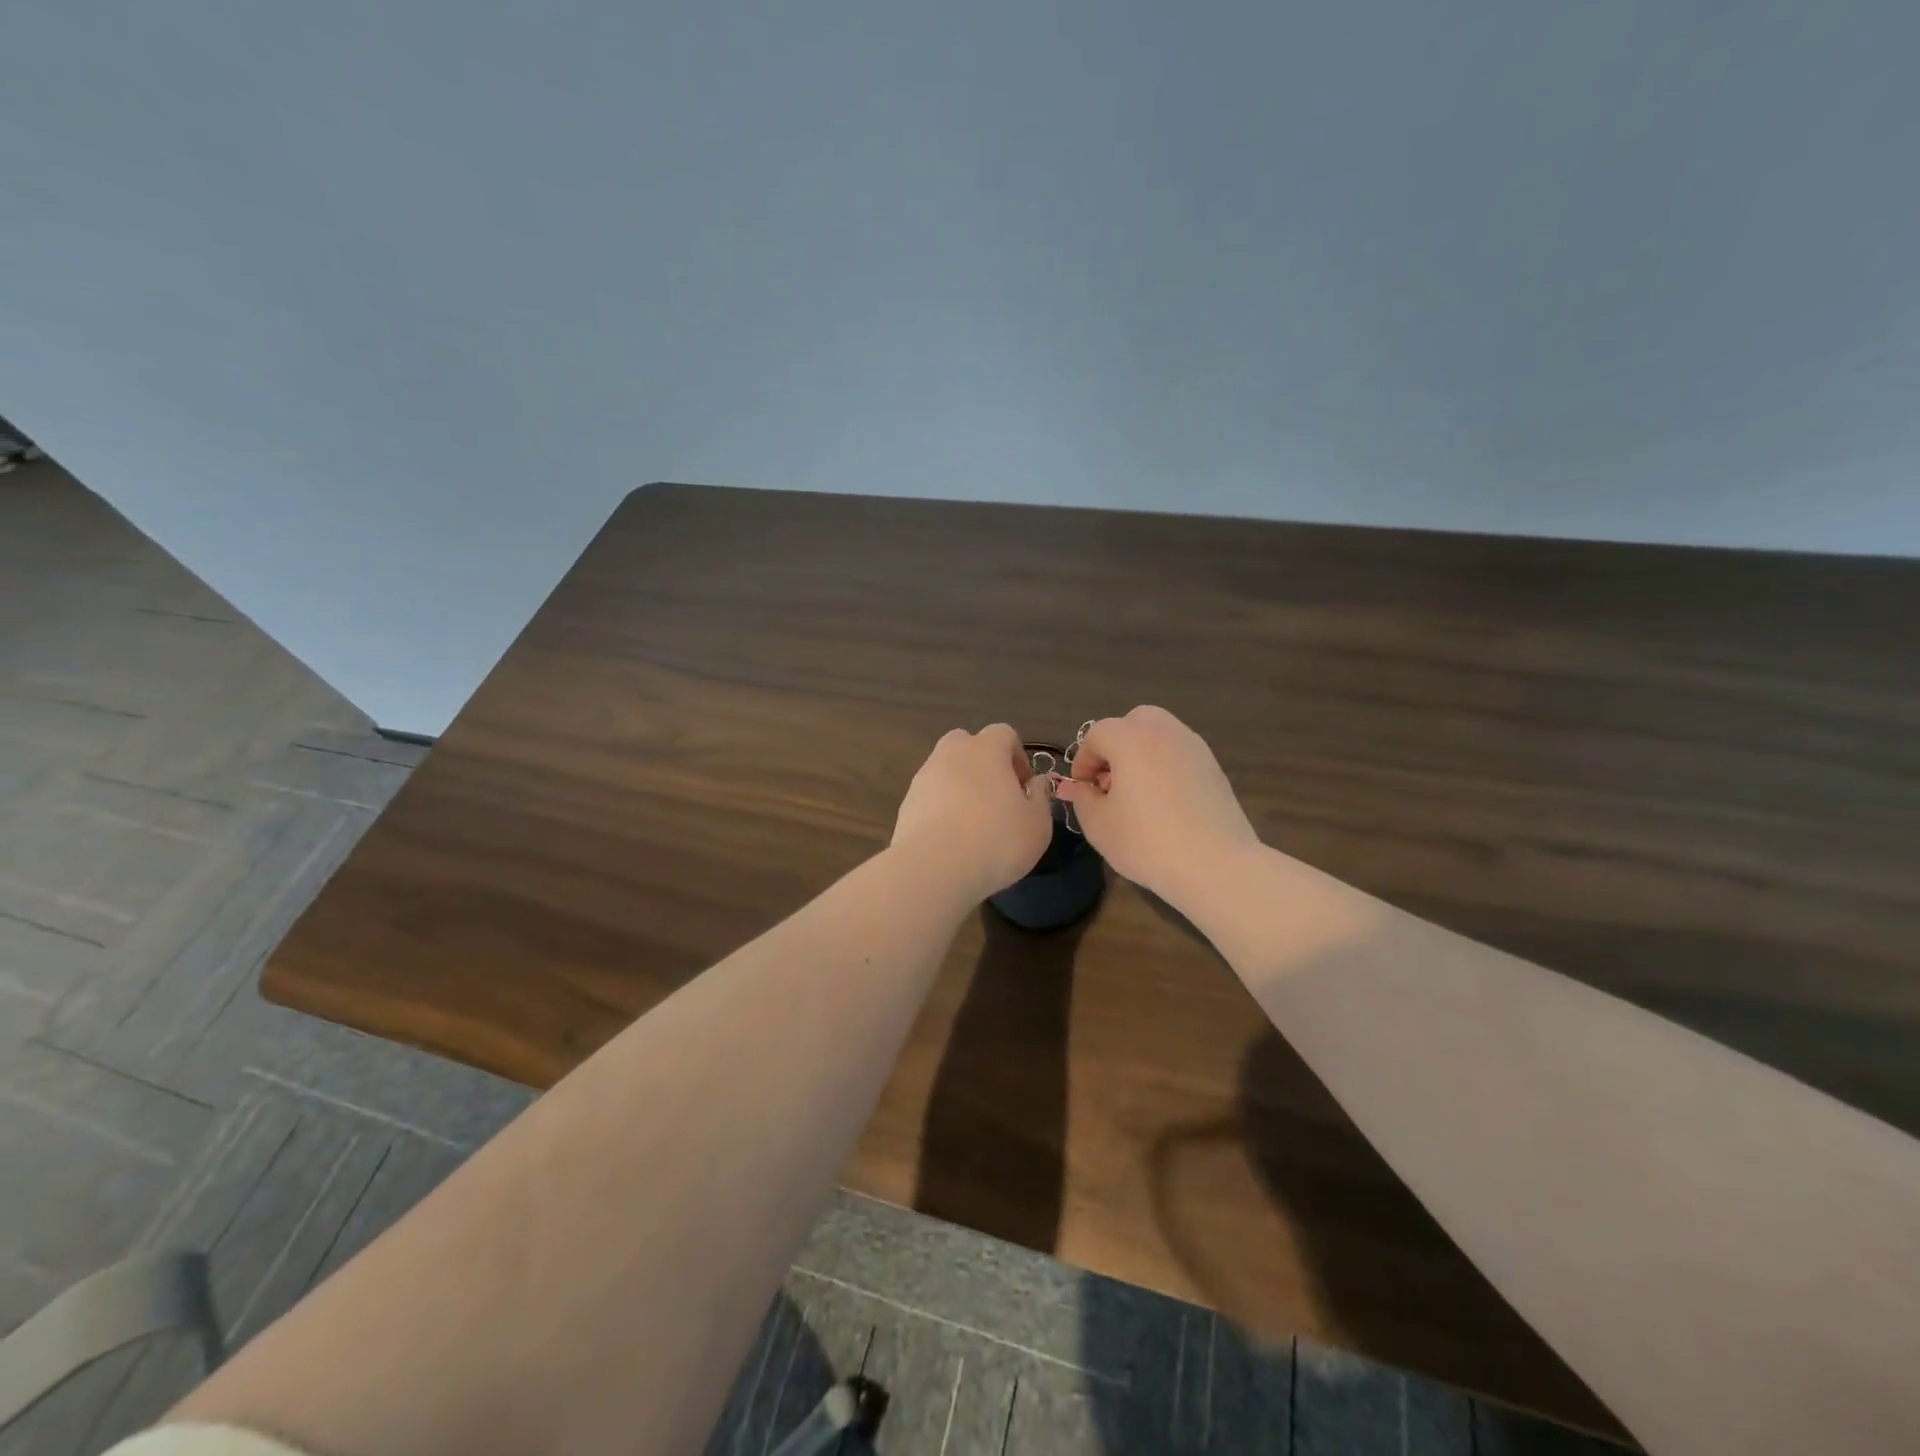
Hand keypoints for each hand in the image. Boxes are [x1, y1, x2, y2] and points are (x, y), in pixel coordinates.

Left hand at [892, 724, 1055, 901]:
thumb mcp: (1037, 824)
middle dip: (983, 764)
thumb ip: (1040, 797)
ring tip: (973, 823)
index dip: (1017, 756)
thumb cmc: (997, 840)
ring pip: (945, 770)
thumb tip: (1036, 782)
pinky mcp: (906, 804)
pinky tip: (951, 838)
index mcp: (985, 749)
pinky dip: (941, 808)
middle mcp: (950, 754)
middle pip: (967, 744)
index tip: (1024, 786)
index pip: (1004, 733)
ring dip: (960, 787)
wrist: (934, 868)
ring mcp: (923, 777)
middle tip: (997, 797)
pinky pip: (929, 796)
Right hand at [1055, 706, 1258, 909]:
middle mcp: (1164, 732)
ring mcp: (1194, 747)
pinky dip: (1165, 766)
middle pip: (1133, 722)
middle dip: (1115, 745)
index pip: (1097, 734)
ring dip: (1141, 754)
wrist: (1216, 864)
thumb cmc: (1147, 842)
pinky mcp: (1214, 767)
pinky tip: (1164, 802)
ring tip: (1137, 793)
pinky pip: (1180, 754)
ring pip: (1159, 735)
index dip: (1083, 760)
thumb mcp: (1098, 824)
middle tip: (1110, 781)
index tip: (1083, 789)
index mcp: (1130, 739)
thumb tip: (1080, 787)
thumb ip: (1083, 798)